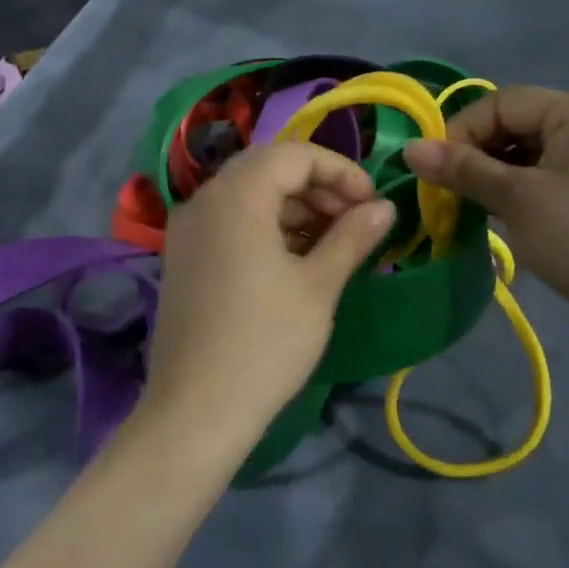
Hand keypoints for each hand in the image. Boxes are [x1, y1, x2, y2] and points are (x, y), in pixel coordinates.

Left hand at [141, 143, 395, 446]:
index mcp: (236, 196)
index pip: (295, 155)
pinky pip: (230, 221)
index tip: (372, 203)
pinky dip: (266, 226)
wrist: (195, 412)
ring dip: (294, 207)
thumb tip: (385, 207)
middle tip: (355, 219)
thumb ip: (352, 236)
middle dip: (318, 186)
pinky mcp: (183, 258)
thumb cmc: (266, 343)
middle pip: (268, 169)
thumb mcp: (319, 286)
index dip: (340, 171)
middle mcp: (204, 200)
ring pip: (249, 195)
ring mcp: (188, 230)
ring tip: (333, 241)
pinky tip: (296, 259)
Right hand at [403, 86, 568, 313]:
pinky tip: (498, 219)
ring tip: (467, 207)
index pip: (505, 102)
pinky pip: (548, 182)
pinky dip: (518, 195)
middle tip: (445, 190)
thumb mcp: (516, 198)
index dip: (462, 129)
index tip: (432, 167)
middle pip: (518, 126)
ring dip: (494, 178)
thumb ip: (462, 169)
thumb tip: (409, 149)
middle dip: (477, 155)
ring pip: (531, 158)